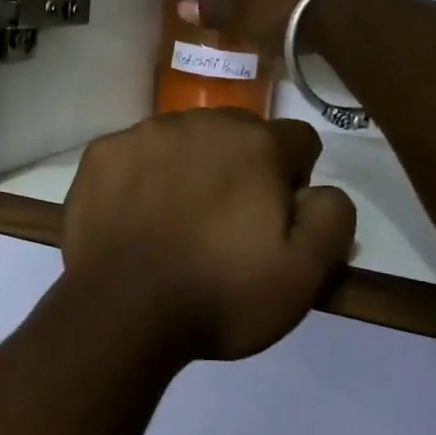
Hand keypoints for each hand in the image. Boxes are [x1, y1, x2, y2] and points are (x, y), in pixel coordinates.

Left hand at [57, 110, 356, 363]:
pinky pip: (136, 152)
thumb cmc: (218, 295)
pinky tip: (136, 214)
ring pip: (185, 138)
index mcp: (255, 144)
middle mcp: (200, 121)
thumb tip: (322, 190)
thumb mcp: (304, 274)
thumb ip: (332, 217)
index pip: (298, 140)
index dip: (295, 179)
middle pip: (240, 132)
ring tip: (178, 218)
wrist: (120, 312)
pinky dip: (143, 174)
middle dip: (243, 166)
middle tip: (227, 221)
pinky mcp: (103, 153)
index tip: (276, 218)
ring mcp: (144, 133)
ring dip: (192, 165)